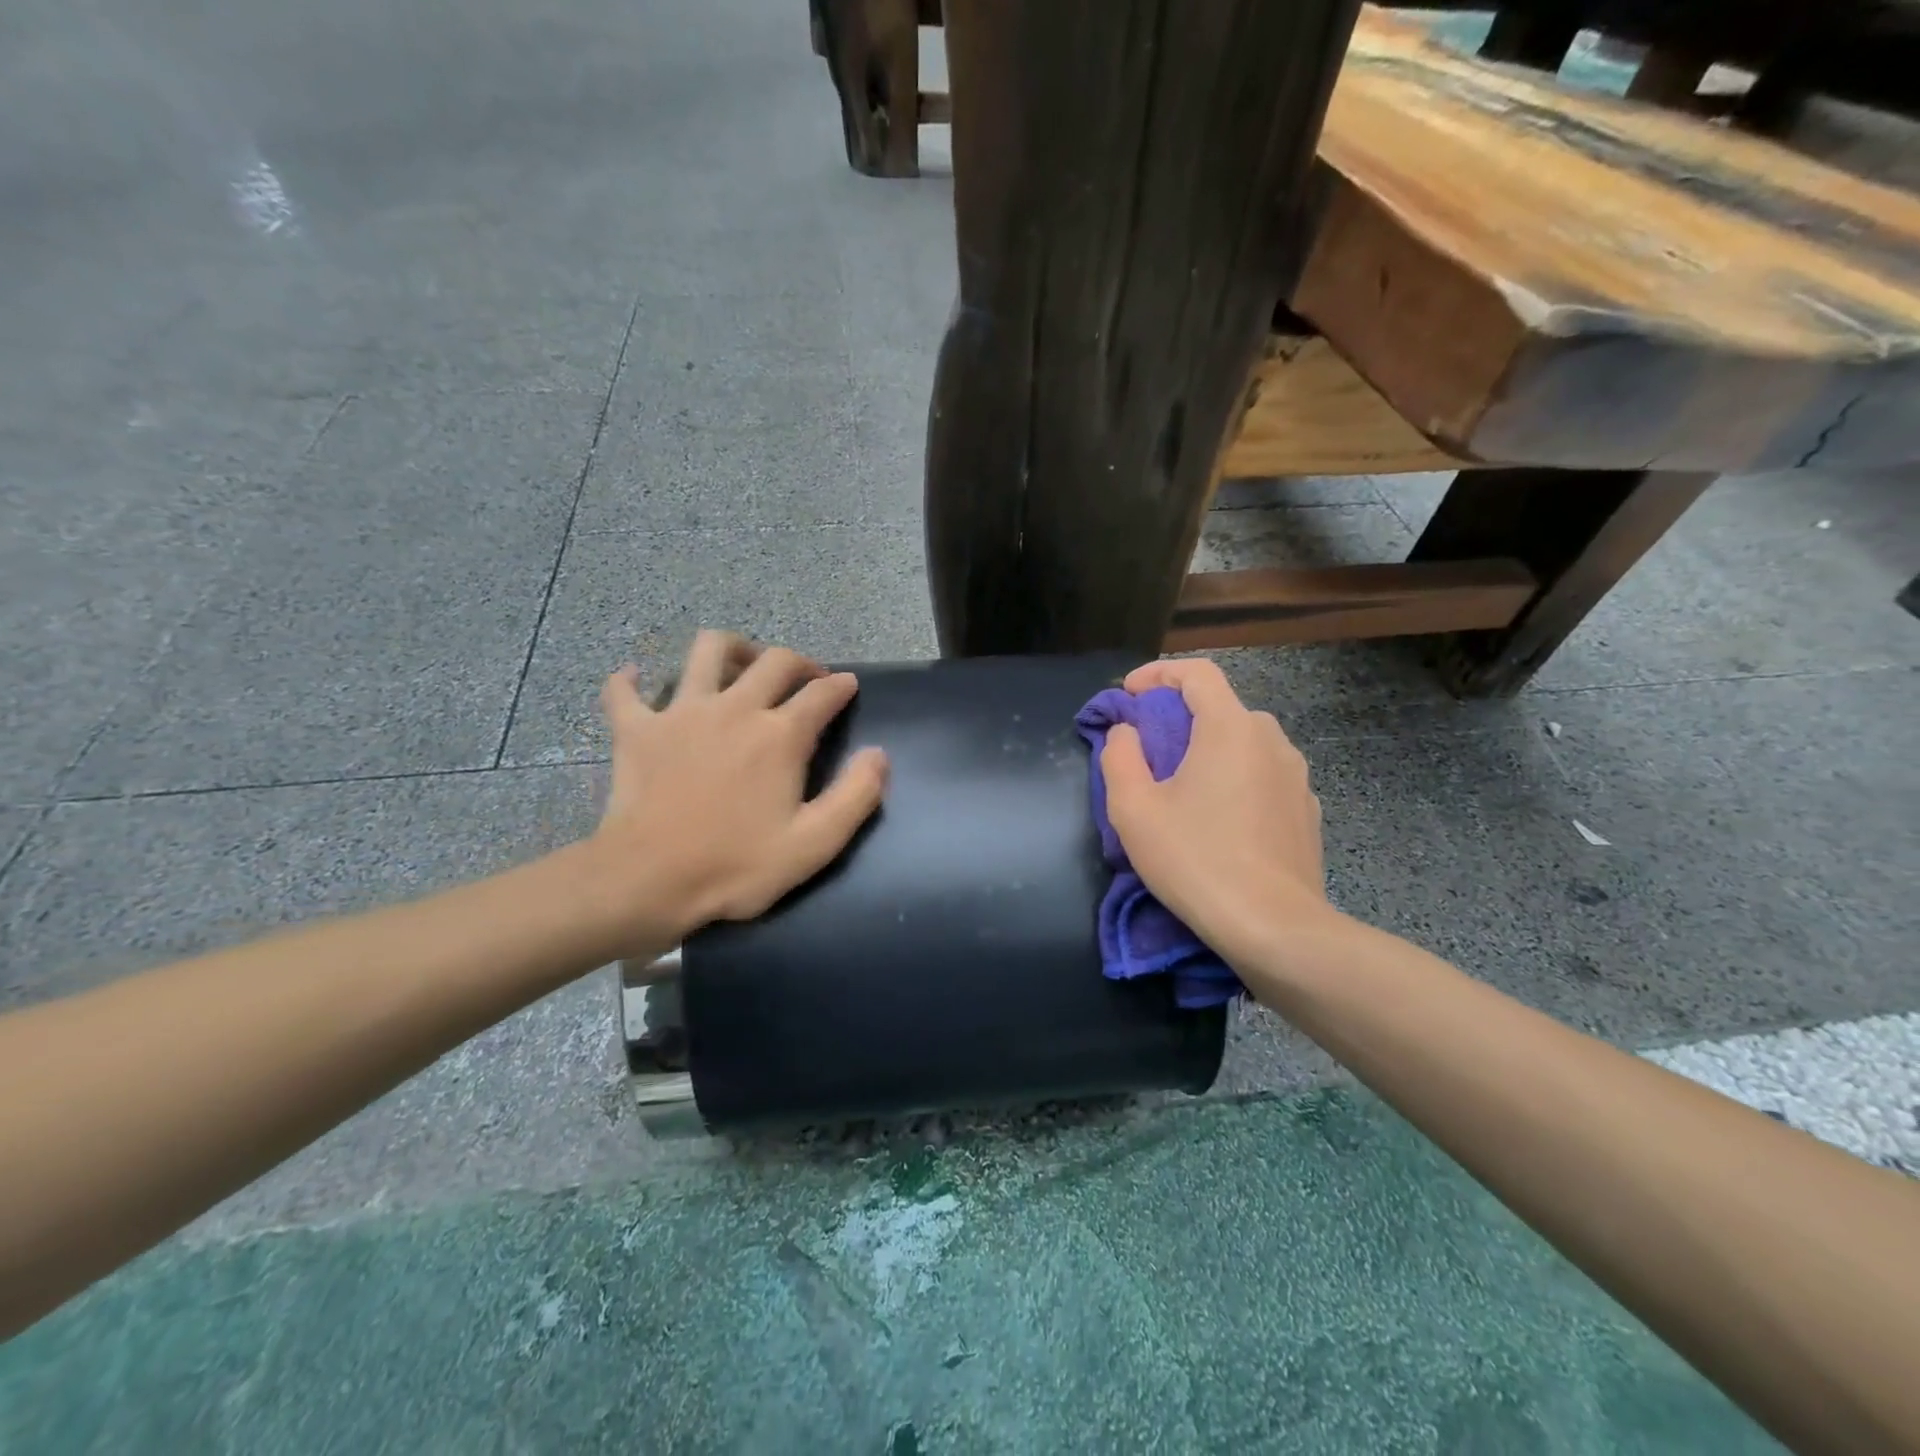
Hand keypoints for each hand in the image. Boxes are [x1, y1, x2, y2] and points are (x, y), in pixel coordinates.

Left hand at [584, 631, 888, 954]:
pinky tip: (636, 679)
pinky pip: (624, 691)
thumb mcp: (815, 844)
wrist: (648, 881)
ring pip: (707, 651)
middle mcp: (735, 708)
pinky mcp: (637, 729)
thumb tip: (878, 754)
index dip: (841, 686)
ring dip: (731, 648)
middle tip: (807, 678)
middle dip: (799, 662)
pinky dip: (630, 681)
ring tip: (740, 664)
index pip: (822, 693)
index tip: (849, 685)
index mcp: (780, 735)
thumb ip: (856, 795)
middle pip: (774, 661)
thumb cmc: (736, 866)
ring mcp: (681, 712)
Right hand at [1099, 657, 1333, 964]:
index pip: (1197, 673)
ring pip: (1244, 742)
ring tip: (1182, 788)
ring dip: (1209, 749)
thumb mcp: (1134, 810)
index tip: (1130, 695)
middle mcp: (1270, 739)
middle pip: (1220, 707)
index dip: (1158, 674)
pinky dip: (1235, 778)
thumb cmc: (1196, 860)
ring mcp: (1296, 776)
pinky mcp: (1307, 809)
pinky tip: (1220, 818)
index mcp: (1229, 729)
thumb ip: (1120, 756)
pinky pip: (1263, 775)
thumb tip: (1127, 732)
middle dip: (1179, 717)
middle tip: (1148, 750)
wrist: (1275, 928)